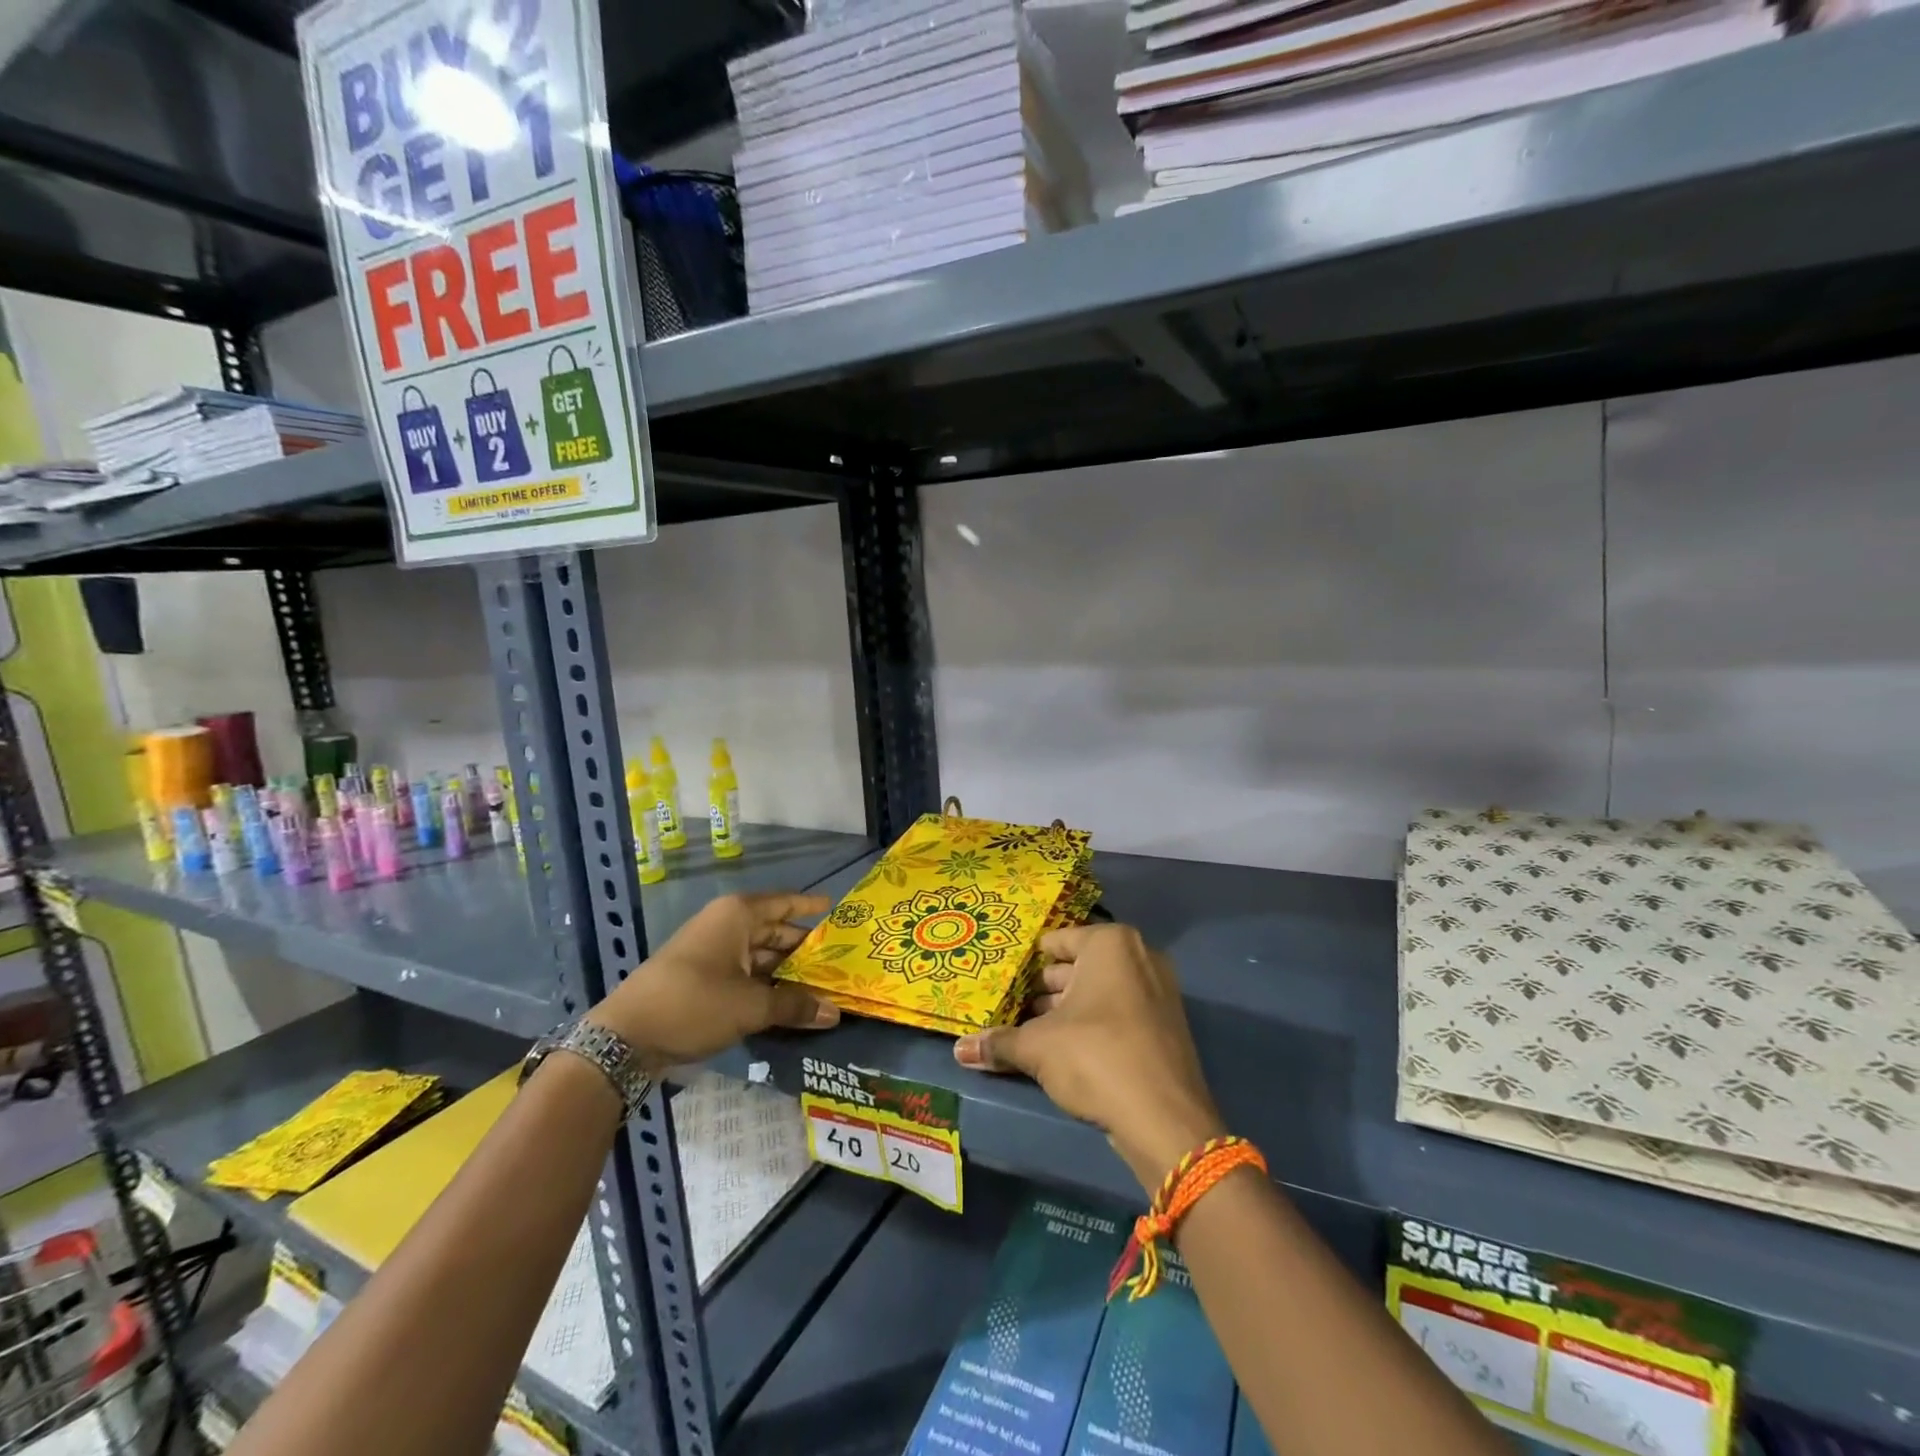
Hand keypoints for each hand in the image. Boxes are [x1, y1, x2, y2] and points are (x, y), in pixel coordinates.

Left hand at [588, 892, 838, 1067]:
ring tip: (822, 986)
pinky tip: (788, 1003)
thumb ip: (795, 1006)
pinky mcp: (702, 977)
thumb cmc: (694, 1003)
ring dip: (787, 972)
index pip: (786, 903)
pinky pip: (744, 974)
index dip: (811, 906)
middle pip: (775, 931)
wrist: (625, 1038)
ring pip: (760, 955)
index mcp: (738, 915)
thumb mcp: (750, 1006)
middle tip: (840, 961)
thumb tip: (835, 1013)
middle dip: (805, 948)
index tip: (838, 909)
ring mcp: (712, 951)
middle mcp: (726, 925)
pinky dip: (766, 985)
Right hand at [953, 922, 1223, 1191]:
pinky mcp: (1167, 1026)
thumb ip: (998, 1043)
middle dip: (1046, 988)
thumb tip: (959, 1049)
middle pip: (1079, 966)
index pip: (1058, 941)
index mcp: (1110, 944)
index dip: (1028, 961)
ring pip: (1100, 992)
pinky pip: (1120, 1013)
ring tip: (1029, 1032)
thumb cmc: (1096, 1057)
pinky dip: (1094, 1025)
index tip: (1005, 976)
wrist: (1164, 1120)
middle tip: (1010, 1006)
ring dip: (1067, 1010)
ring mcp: (1159, 991)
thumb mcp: (1037, 1047)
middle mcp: (1139, 957)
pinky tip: (1064, 1050)